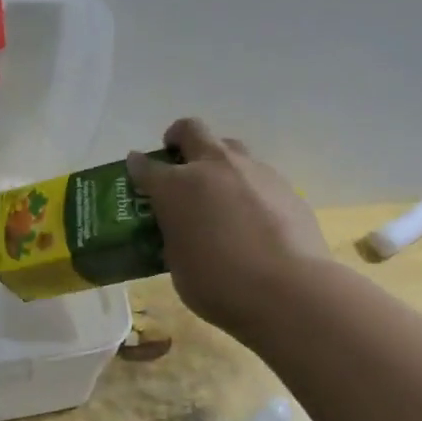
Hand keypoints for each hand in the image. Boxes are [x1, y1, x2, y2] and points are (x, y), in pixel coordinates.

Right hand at [127, 118, 331, 339]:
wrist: (286, 289)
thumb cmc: (217, 283)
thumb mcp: (177, 263)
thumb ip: (174, 235)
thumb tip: (182, 227)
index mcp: (176, 187)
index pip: (146, 166)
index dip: (137, 166)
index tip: (135, 168)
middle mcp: (213, 167)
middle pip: (191, 131)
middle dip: (178, 137)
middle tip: (175, 157)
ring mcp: (253, 171)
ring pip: (229, 147)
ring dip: (216, 160)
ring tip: (216, 189)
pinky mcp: (284, 186)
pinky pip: (257, 174)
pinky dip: (245, 186)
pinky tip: (249, 215)